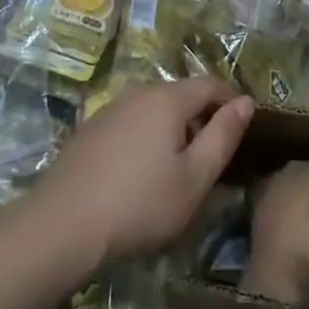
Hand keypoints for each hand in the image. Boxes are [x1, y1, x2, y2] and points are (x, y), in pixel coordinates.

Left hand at [31, 78, 253, 269]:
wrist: (62, 225)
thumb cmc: (139, 204)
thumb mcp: (194, 178)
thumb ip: (223, 136)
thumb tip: (246, 101)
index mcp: (168, 98)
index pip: (211, 84)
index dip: (231, 101)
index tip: (244, 129)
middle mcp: (139, 92)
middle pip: (181, 94)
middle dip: (202, 117)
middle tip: (214, 156)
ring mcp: (111, 109)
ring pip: (154, 109)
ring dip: (173, 128)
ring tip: (179, 167)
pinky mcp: (91, 130)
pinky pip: (132, 122)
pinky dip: (147, 137)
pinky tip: (142, 172)